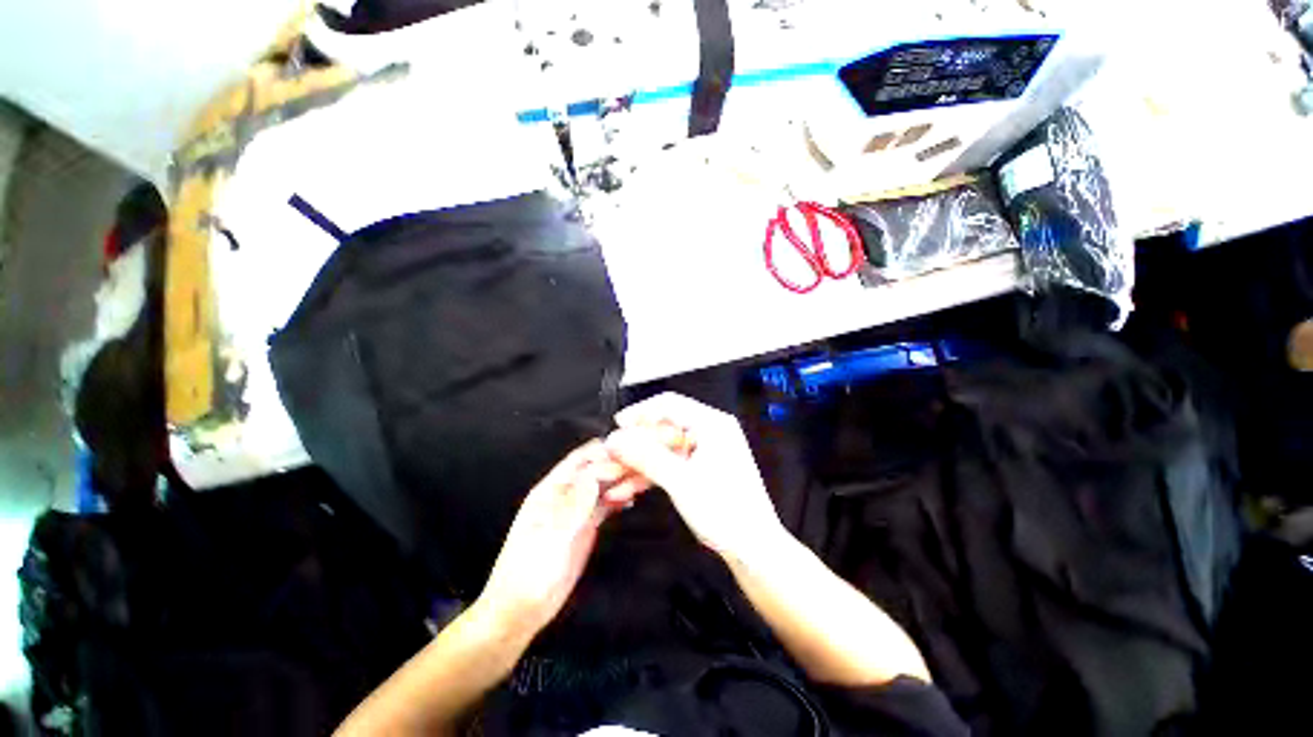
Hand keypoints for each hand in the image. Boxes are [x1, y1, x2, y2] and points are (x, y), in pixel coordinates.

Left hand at [476, 441, 638, 635]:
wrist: (521, 611)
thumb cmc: (528, 574)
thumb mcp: (549, 539)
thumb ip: (572, 507)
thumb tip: (594, 477)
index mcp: (550, 491)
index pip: (579, 462)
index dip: (603, 455)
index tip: (628, 455)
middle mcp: (565, 495)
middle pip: (595, 470)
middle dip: (617, 464)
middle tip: (643, 466)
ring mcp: (576, 510)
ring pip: (602, 485)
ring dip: (621, 479)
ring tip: (643, 478)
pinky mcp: (585, 526)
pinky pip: (605, 504)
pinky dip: (619, 497)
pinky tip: (632, 497)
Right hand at [604, 393, 786, 564]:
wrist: (754, 548)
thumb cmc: (725, 511)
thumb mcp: (680, 481)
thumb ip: (646, 456)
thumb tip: (616, 439)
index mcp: (712, 424)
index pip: (669, 404)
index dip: (639, 412)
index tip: (617, 426)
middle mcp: (710, 431)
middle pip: (664, 428)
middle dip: (635, 444)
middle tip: (611, 456)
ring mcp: (707, 451)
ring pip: (664, 448)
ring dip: (640, 462)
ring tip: (613, 475)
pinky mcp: (703, 469)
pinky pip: (672, 463)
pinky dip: (652, 473)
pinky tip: (629, 487)